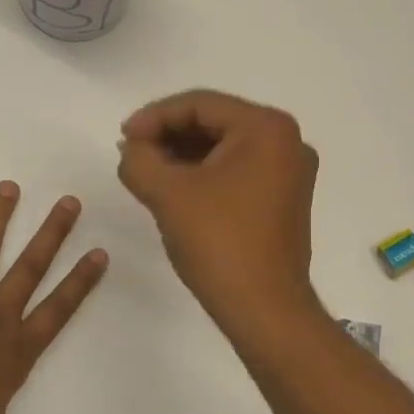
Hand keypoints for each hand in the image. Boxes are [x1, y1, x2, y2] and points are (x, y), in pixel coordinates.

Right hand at [116, 89, 320, 332]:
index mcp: (267, 129)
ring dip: (184, 156)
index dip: (155, 117)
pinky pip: (238, 173)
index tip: (122, 137)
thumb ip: (139, 160)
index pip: (201, 105)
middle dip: (169, 136)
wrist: (264, 309)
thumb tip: (133, 149)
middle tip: (132, 153)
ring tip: (147, 172)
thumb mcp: (167, 194)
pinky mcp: (285, 201)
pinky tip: (175, 190)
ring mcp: (290, 173)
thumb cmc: (219, 243)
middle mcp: (288, 142)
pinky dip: (205, 176)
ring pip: (226, 149)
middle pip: (215, 123)